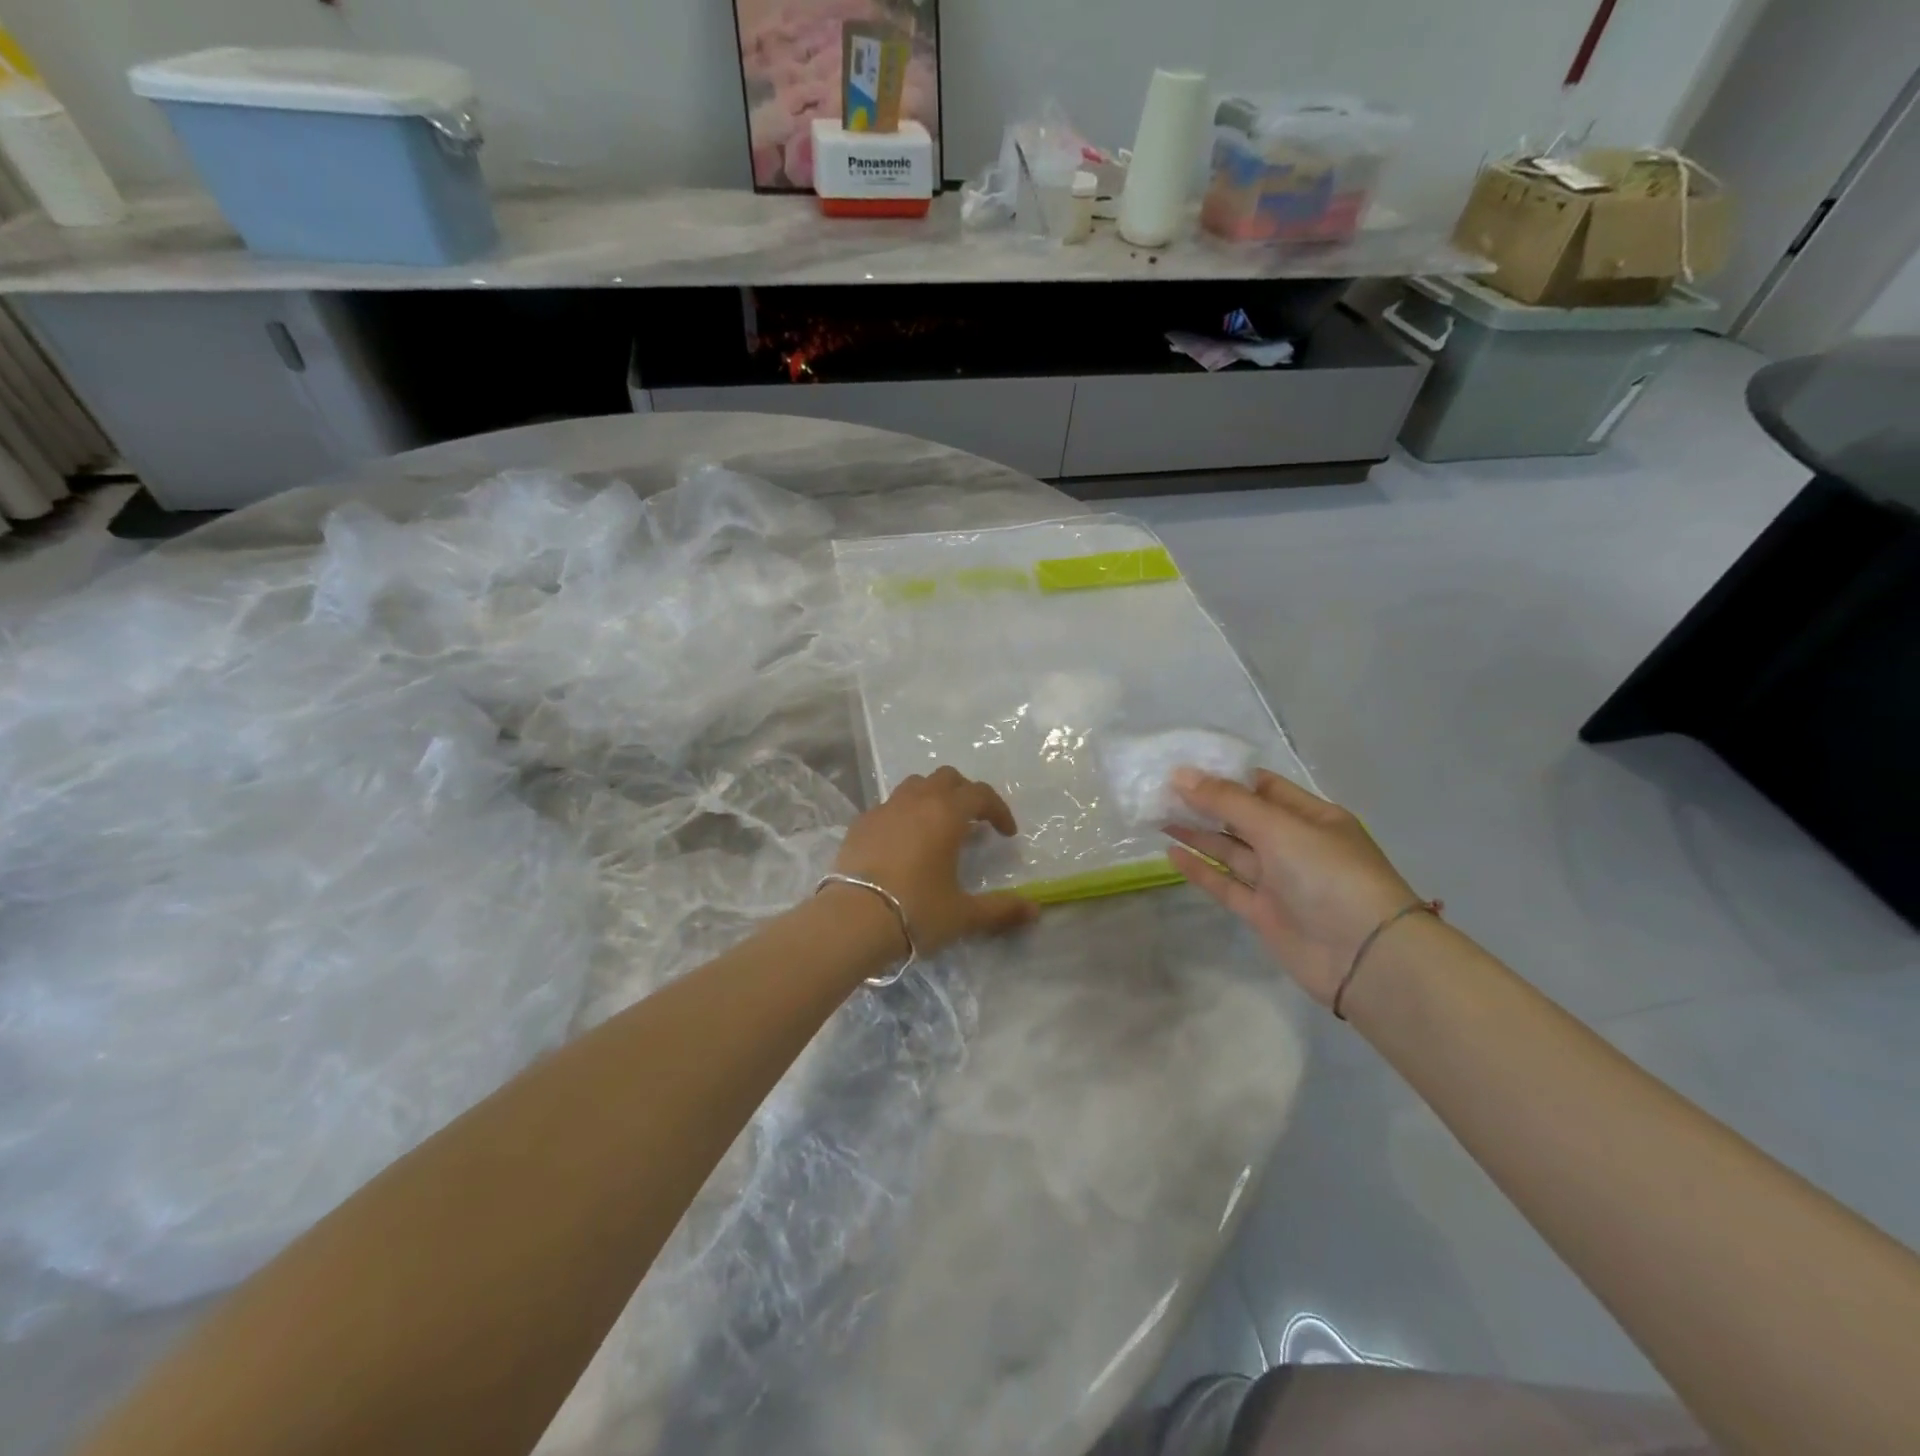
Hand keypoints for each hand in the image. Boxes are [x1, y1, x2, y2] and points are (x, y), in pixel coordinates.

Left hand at [831, 767, 1039, 956]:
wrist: (852, 919)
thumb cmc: (916, 910)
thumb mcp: (964, 914)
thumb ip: (1001, 909)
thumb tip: (1035, 910)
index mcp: (947, 814)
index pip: (981, 794)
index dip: (998, 809)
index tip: (1006, 834)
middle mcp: (916, 801)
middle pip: (947, 778)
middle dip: (965, 794)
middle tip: (974, 822)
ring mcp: (884, 809)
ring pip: (914, 785)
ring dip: (933, 797)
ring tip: (938, 826)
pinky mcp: (860, 824)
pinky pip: (888, 806)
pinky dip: (904, 814)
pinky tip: (903, 843)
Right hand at [1164, 768, 1421, 1007]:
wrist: (1365, 958)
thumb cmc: (1330, 876)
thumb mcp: (1280, 828)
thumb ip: (1228, 802)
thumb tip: (1180, 774)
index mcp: (1312, 816)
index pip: (1262, 787)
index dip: (1224, 776)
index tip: (1183, 766)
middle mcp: (1295, 845)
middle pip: (1243, 818)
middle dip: (1205, 803)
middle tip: (1160, 791)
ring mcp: (1279, 881)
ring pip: (1231, 851)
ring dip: (1198, 833)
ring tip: (1157, 815)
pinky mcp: (1264, 913)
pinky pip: (1226, 884)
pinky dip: (1200, 870)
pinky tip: (1171, 853)